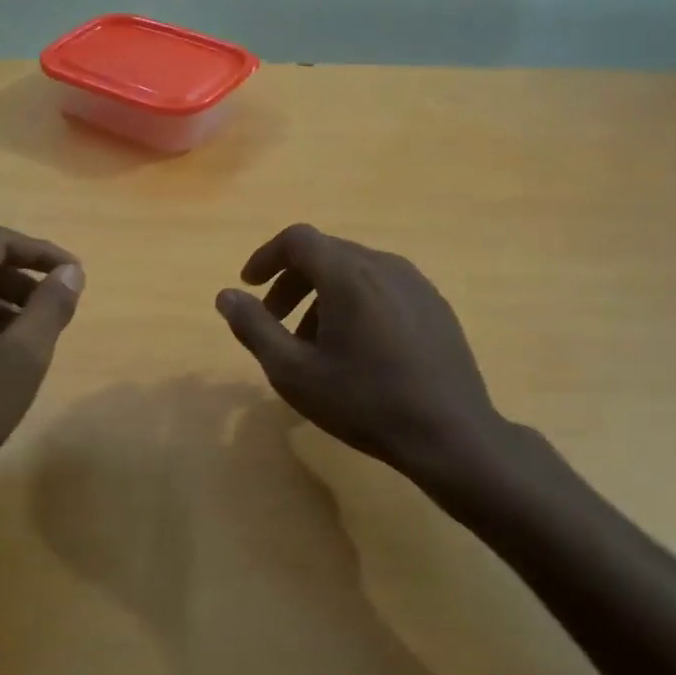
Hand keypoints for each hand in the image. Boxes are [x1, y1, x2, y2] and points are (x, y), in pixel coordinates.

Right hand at [215, 224, 513, 485]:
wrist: (450, 435)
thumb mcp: (293, 371)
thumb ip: (254, 327)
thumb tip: (226, 295)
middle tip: (274, 320)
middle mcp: (384, 265)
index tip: (249, 285)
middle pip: (326, 253)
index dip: (266, 256)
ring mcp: (416, 283)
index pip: (297, 240)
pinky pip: (382, 287)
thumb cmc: (364, 402)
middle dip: (292, 281)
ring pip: (355, 271)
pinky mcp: (435, 305)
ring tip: (314, 343)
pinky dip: (355, 302)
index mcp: (348, 274)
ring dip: (322, 295)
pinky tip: (357, 349)